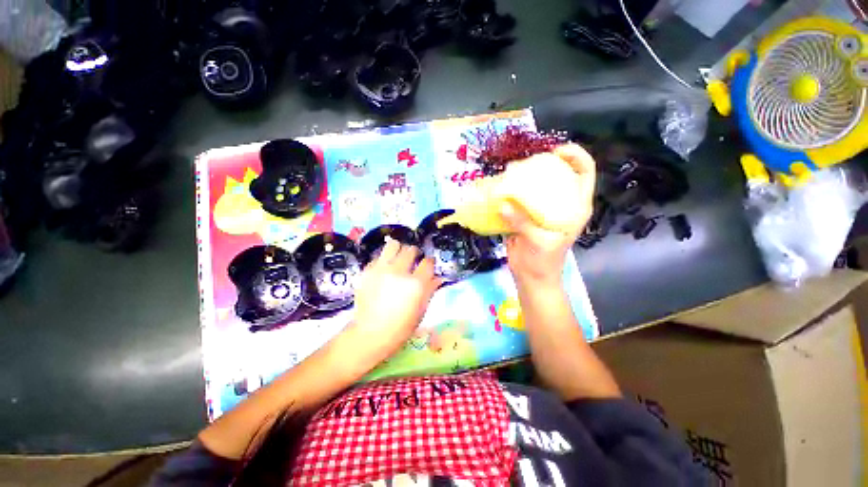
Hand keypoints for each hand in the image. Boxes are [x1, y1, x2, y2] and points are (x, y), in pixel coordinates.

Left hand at [345, 239, 441, 364]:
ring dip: (399, 250)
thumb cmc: (401, 327)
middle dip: (415, 254)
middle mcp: (399, 272)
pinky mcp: (367, 271)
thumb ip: (430, 290)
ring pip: (393, 245)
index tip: (428, 266)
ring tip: (398, 259)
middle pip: (411, 250)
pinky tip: (384, 270)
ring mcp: (381, 270)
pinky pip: (379, 256)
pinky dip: (384, 260)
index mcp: (416, 284)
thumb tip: (438, 277)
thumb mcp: (421, 310)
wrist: (370, 334)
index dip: (429, 263)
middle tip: (412, 262)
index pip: (428, 262)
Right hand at [499, 144, 595, 286]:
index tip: (554, 152)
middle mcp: (560, 203)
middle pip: (558, 174)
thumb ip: (522, 222)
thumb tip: (502, 205)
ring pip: (536, 185)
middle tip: (523, 164)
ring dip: (524, 178)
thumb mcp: (538, 242)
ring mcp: (542, 208)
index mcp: (574, 207)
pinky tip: (499, 189)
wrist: (531, 277)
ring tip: (509, 174)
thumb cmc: (544, 261)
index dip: (574, 156)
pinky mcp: (526, 215)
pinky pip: (519, 199)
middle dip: (543, 164)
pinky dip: (510, 193)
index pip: (584, 172)